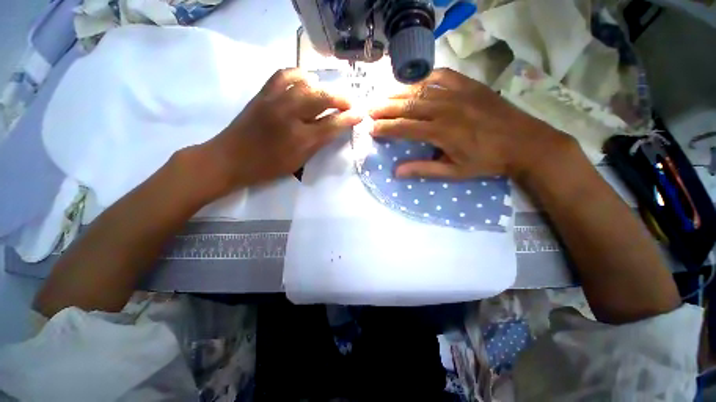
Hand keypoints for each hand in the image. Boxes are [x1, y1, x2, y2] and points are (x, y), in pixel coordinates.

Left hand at [200, 68, 361, 195]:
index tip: (360, 114)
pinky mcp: (263, 93)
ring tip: (329, 93)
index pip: (332, 124)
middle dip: (340, 98)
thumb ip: (318, 144)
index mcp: (300, 139)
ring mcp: (275, 101)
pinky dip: (299, 74)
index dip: (348, 118)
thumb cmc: (267, 167)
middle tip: (349, 102)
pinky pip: (284, 74)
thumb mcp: (298, 161)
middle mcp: (290, 116)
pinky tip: (306, 80)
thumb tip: (334, 128)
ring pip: (306, 83)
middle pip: (322, 98)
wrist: (230, 158)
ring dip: (323, 86)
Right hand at [368, 68, 571, 179]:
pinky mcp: (469, 85)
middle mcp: (446, 109)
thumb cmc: (487, 161)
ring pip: (420, 89)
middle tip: (370, 109)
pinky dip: (424, 77)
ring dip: (399, 92)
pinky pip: (441, 75)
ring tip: (383, 95)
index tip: (371, 129)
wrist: (525, 142)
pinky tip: (414, 82)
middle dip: (385, 108)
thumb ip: (424, 169)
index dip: (385, 128)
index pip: (404, 128)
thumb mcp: (454, 172)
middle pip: (408, 105)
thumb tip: (397, 172)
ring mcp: (458, 93)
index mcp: (441, 132)